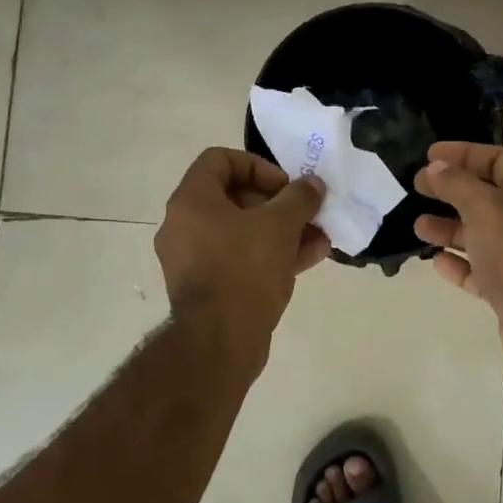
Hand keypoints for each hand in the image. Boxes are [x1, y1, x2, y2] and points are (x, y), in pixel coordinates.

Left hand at [155, 148, 329, 367]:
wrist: (219, 342)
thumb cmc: (244, 270)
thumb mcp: (280, 226)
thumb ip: (299, 197)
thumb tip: (312, 184)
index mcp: (191, 201)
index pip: (220, 160)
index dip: (258, 166)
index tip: (285, 186)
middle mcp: (184, 226)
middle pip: (233, 197)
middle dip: (277, 203)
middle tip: (305, 212)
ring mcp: (194, 259)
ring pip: (242, 232)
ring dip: (281, 230)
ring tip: (318, 236)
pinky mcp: (208, 287)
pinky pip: (240, 259)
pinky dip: (271, 254)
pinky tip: (310, 257)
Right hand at [413, 142, 502, 380]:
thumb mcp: (487, 209)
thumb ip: (458, 185)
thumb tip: (435, 168)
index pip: (499, 160)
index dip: (465, 154)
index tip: (429, 155)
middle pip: (487, 196)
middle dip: (451, 191)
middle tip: (416, 187)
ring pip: (480, 234)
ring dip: (449, 228)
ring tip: (419, 227)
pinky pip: (479, 269)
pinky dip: (458, 263)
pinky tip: (436, 262)